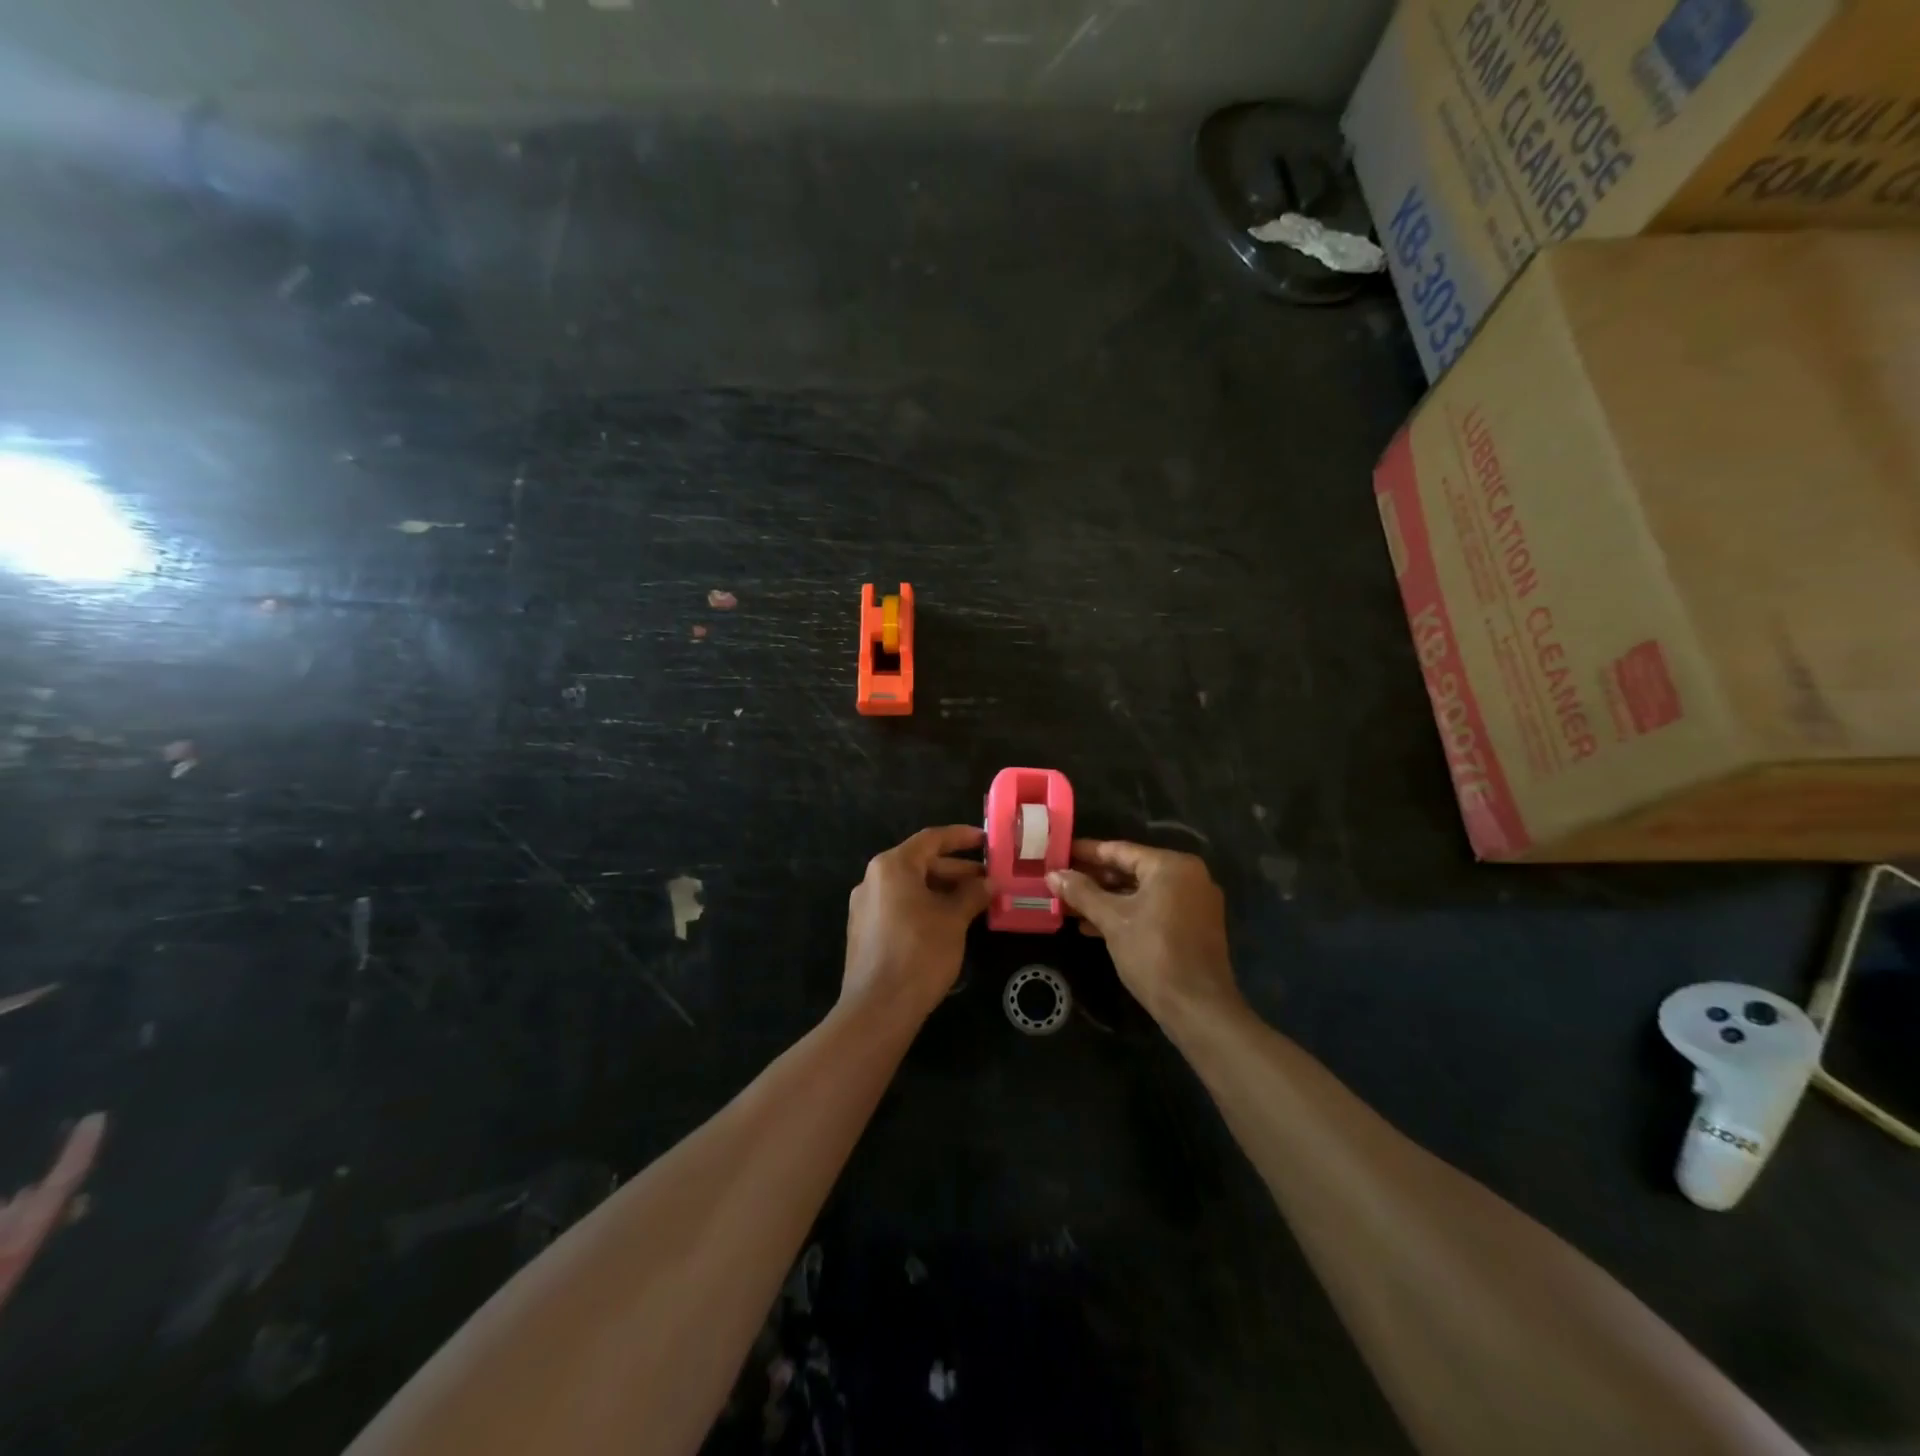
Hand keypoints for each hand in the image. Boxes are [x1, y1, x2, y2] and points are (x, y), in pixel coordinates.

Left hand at [843, 825, 991, 1019]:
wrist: (878, 1007)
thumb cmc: (919, 952)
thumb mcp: (953, 919)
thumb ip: (972, 894)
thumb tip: (988, 882)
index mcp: (892, 866)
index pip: (931, 839)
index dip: (961, 837)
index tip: (986, 840)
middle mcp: (873, 879)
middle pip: (920, 864)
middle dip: (956, 871)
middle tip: (988, 880)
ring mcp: (865, 907)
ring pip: (911, 888)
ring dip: (943, 892)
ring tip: (975, 904)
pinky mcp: (865, 932)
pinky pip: (900, 907)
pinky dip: (926, 907)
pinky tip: (949, 924)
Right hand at [1048, 840, 1240, 1027]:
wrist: (1198, 1007)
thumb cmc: (1153, 954)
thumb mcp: (1111, 920)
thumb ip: (1081, 893)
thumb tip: (1052, 874)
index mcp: (1171, 866)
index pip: (1120, 850)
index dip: (1086, 852)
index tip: (1059, 853)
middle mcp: (1188, 876)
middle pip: (1131, 870)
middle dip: (1094, 879)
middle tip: (1060, 880)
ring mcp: (1194, 902)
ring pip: (1140, 892)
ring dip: (1106, 899)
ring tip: (1069, 905)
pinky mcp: (1193, 926)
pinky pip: (1153, 909)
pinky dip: (1126, 914)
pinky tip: (1093, 926)